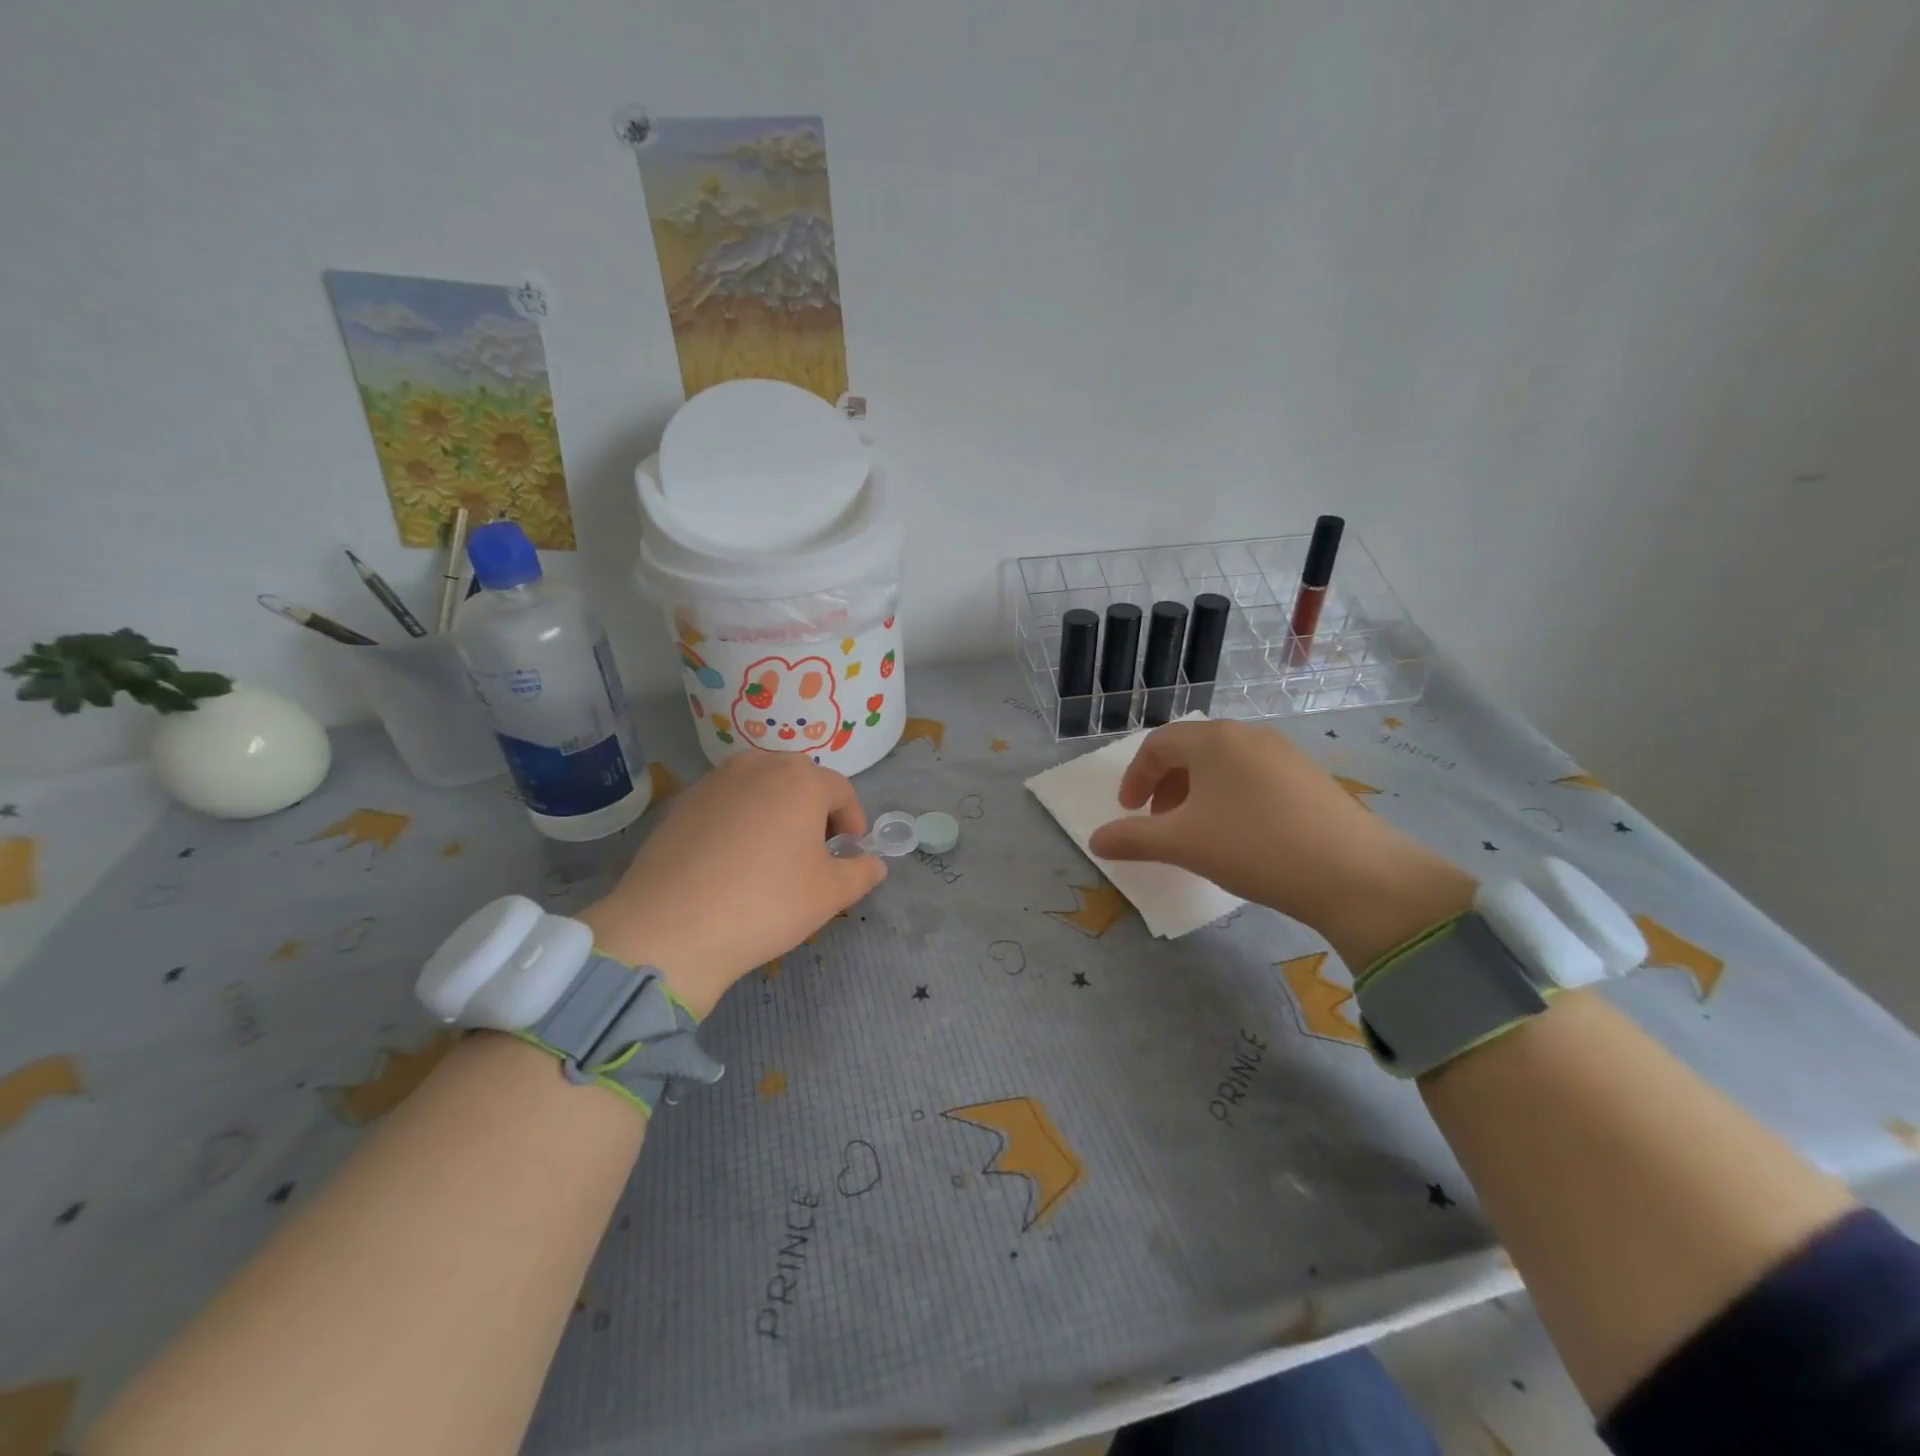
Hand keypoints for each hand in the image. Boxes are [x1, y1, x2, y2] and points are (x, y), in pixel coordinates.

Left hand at [578, 753, 885, 1016]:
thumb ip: (861, 873)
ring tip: (773, 850)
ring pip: (759, 785)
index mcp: (801, 781)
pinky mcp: (681, 804)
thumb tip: (875, 864)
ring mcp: (714, 782)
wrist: (671, 928)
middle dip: (815, 808)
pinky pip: (725, 802)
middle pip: (798, 779)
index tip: (851, 849)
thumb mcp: (829, 894)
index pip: (841, 790)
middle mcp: (758, 767)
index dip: (853, 819)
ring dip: (776, 808)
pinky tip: (732, 859)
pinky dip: (739, 819)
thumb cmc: (766, 904)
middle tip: (816, 848)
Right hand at [1088, 719, 1474, 969]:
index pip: (1158, 745)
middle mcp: (1248, 735)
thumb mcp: (1182, 844)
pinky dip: (1231, 797)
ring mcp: (1285, 753)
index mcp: (1213, 739)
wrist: (1354, 873)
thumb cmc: (1254, 846)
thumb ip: (1132, 839)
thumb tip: (1096, 840)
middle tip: (1159, 821)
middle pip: (1191, 750)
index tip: (1129, 812)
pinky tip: (1242, 834)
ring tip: (1198, 830)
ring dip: (1197, 792)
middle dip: (1165, 785)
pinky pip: (1254, 776)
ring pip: (1224, 764)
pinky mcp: (1311, 776)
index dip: (1135, 777)